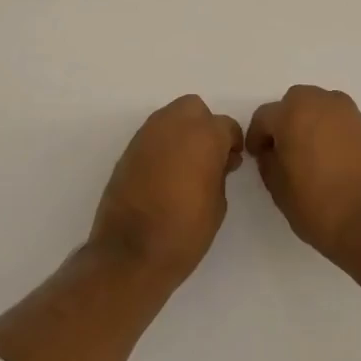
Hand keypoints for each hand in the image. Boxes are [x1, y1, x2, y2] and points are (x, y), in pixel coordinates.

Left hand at [90, 95, 244, 283]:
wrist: (131, 252)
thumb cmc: (185, 231)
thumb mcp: (218, 203)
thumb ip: (219, 171)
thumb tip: (217, 160)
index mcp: (204, 136)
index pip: (226, 126)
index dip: (232, 144)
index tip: (231, 163)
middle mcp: (173, 125)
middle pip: (194, 109)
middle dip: (204, 126)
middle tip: (208, 157)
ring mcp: (147, 135)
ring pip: (170, 117)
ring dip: (181, 133)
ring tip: (185, 166)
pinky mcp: (128, 149)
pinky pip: (152, 136)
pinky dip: (162, 146)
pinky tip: (164, 173)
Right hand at [247, 86, 360, 263]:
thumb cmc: (317, 206)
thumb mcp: (278, 188)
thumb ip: (269, 160)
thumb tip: (273, 151)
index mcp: (293, 113)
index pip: (265, 116)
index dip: (257, 137)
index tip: (258, 156)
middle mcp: (322, 103)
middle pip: (295, 103)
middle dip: (286, 121)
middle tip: (284, 150)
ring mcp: (350, 114)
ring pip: (321, 108)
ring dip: (311, 123)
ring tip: (310, 154)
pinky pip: (341, 122)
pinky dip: (333, 133)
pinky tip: (333, 160)